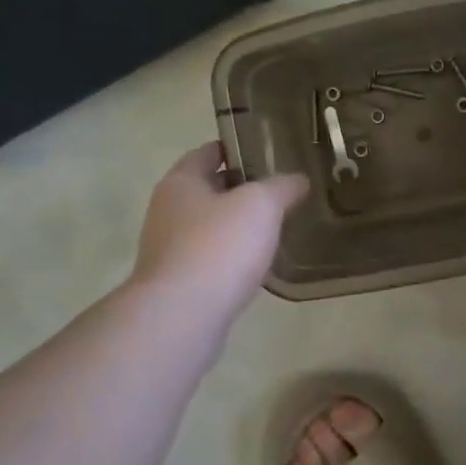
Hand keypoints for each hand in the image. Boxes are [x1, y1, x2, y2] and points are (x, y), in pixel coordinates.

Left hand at [132, 144, 308, 313]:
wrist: (182, 315)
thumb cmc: (219, 246)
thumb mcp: (261, 204)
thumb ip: (281, 187)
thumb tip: (298, 179)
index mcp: (181, 182)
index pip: (206, 152)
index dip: (234, 149)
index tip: (265, 153)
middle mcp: (167, 211)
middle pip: (206, 190)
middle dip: (239, 189)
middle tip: (277, 191)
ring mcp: (168, 250)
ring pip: (208, 227)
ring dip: (235, 226)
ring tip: (272, 228)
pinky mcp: (177, 284)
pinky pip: (209, 259)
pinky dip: (230, 257)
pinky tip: (255, 266)